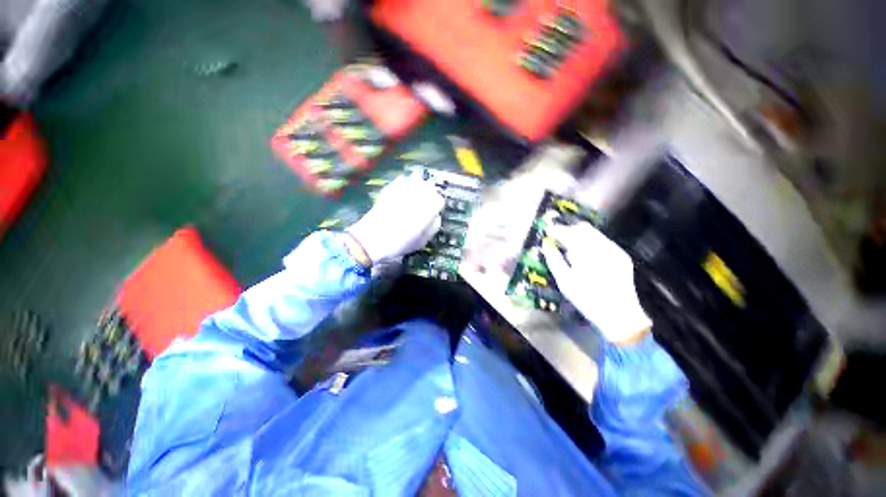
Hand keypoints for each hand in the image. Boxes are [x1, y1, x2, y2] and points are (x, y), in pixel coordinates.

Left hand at [347, 174, 444, 264]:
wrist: (372, 240)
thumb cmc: (400, 244)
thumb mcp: (422, 242)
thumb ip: (433, 228)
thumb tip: (437, 217)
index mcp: (427, 210)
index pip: (439, 200)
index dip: (439, 205)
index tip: (436, 211)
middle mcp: (417, 197)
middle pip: (430, 186)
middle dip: (431, 192)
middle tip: (428, 200)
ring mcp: (402, 191)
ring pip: (416, 179)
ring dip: (420, 183)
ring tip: (418, 189)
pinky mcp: (390, 190)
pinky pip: (401, 180)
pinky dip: (404, 182)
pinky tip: (403, 186)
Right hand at [541, 223, 651, 344]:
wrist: (620, 315)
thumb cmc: (587, 299)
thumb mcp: (564, 281)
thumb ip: (553, 259)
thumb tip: (545, 244)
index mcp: (587, 252)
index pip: (569, 232)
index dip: (556, 230)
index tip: (547, 231)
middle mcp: (603, 246)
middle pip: (583, 228)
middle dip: (568, 230)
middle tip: (557, 238)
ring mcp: (615, 250)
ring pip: (594, 234)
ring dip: (579, 236)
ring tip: (569, 248)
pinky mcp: (621, 256)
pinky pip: (602, 242)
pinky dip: (590, 243)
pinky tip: (584, 255)